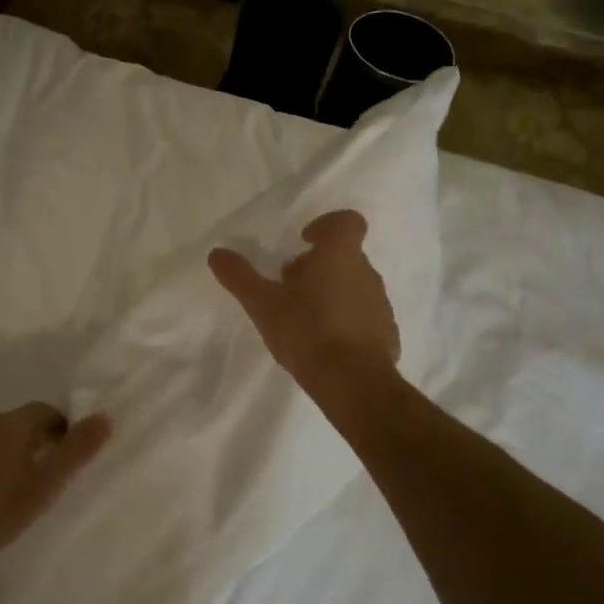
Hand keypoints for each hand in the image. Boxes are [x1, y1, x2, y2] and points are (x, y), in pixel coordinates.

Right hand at [208, 209, 399, 391]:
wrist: (353, 382)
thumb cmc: (307, 331)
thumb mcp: (263, 304)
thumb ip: (240, 277)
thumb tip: (216, 253)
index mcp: (339, 255)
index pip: (346, 221)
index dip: (326, 225)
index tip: (304, 241)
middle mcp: (366, 272)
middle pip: (345, 256)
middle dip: (318, 266)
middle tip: (290, 286)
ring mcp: (380, 304)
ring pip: (354, 286)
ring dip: (331, 293)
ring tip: (304, 318)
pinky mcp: (387, 333)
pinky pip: (364, 317)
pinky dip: (346, 321)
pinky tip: (325, 344)